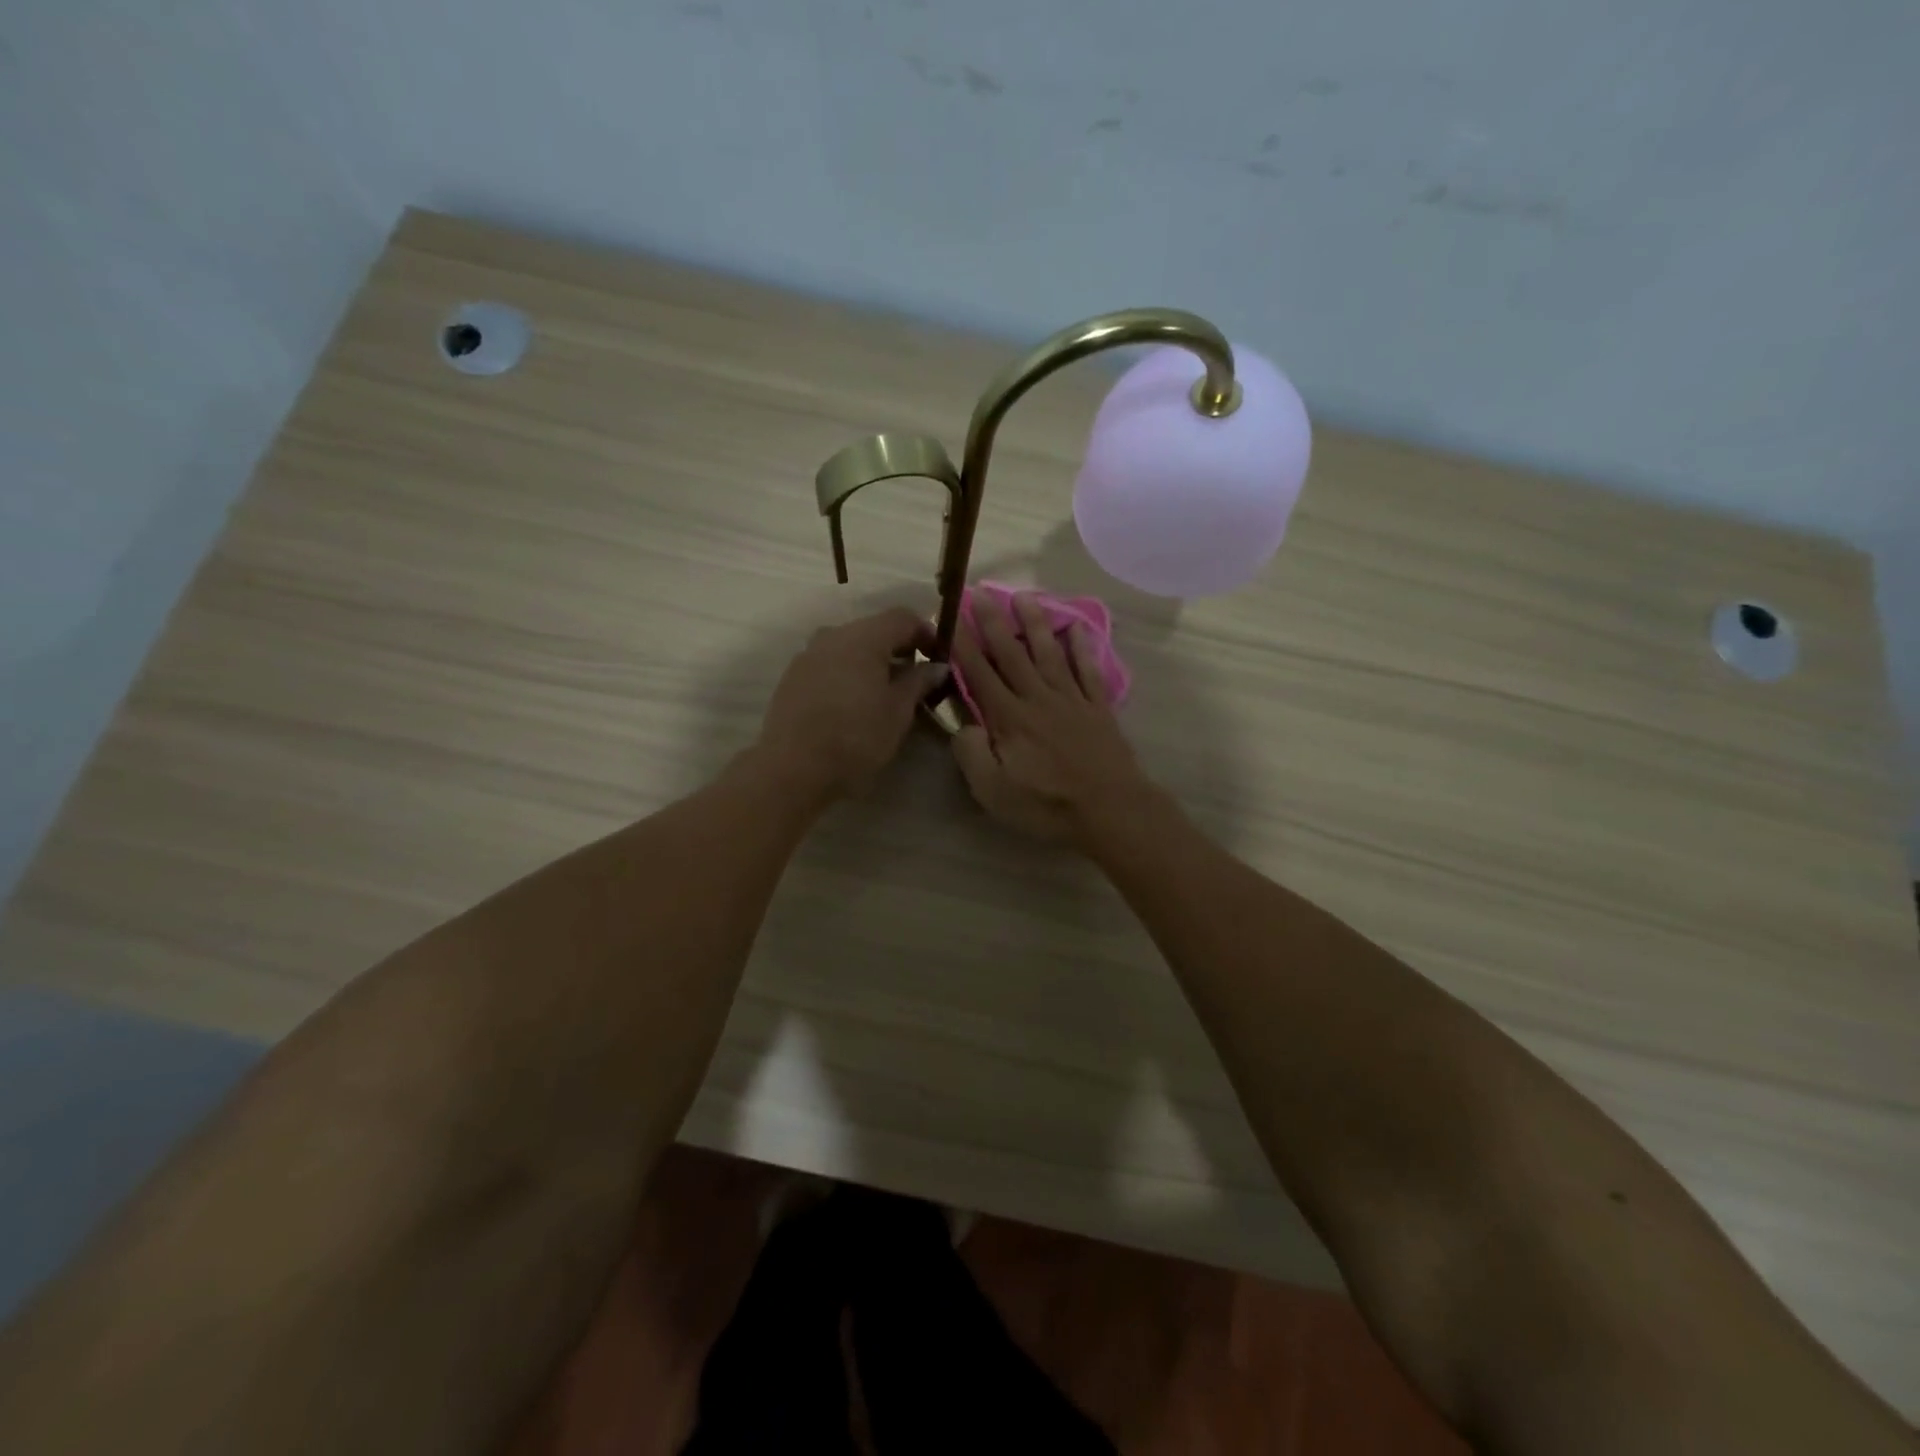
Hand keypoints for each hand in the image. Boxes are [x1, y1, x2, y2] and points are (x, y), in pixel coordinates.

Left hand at [756, 607, 946, 801]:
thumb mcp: (898, 711)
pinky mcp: (792, 677)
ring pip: (849, 647)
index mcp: (863, 637)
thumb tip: (936, 667)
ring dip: (871, 662)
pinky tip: (854, 703)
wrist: (794, 768)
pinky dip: (848, 674)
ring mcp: (808, 655)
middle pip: (874, 629)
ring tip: (884, 694)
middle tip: (915, 678)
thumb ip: (919, 682)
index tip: (938, 658)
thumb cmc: (857, 737)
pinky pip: (829, 664)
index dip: (926, 633)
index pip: (903, 617)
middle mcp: (833, 635)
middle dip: (898, 648)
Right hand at [951, 592, 1149, 840]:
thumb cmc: (1047, 805)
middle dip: (994, 622)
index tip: (952, 616)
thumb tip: (964, 724)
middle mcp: (1038, 698)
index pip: (979, 673)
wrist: (1111, 810)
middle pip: (1012, 653)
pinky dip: (1082, 648)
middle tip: (981, 591)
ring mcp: (1071, 700)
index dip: (963, 644)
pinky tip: (1076, 629)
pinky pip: (1087, 670)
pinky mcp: (1098, 708)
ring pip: (1049, 653)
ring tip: (1025, 596)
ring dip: (1035, 623)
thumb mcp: (993, 792)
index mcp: (1009, 718)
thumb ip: (972, 754)